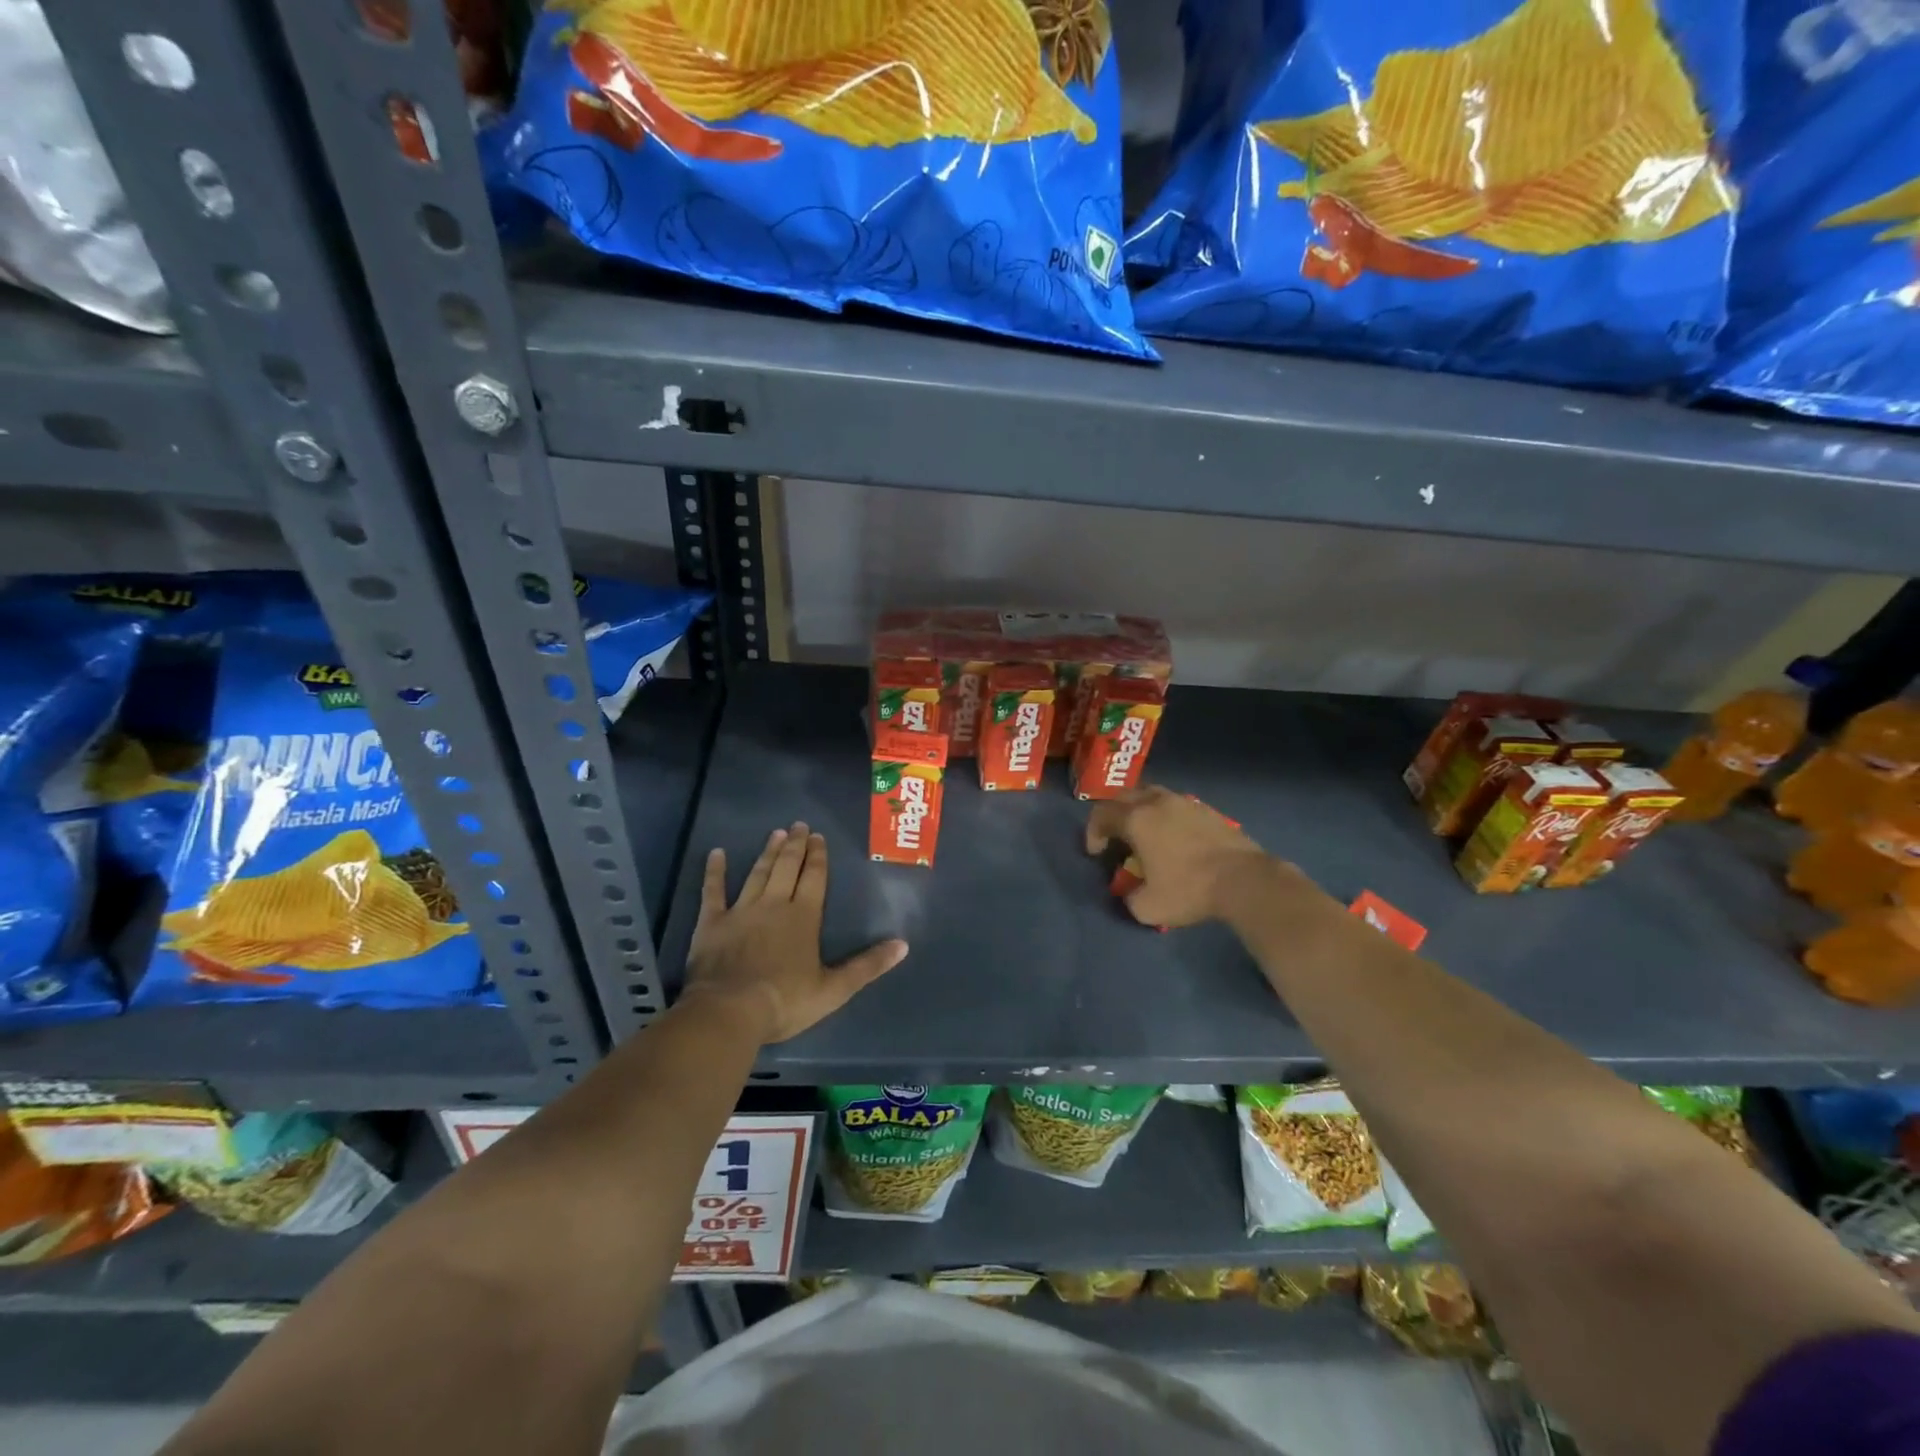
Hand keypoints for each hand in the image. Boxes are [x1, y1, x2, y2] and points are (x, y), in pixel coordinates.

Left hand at [682, 822, 907, 1043]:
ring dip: (767, 852)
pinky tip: (716, 853)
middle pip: (787, 867)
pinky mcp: (712, 923)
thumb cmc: (785, 1001)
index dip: (818, 857)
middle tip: (799, 825)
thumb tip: (903, 945)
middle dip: (795, 845)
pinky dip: (715, 872)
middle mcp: (774, 905)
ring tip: (775, 833)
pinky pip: (713, 891)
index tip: (819, 837)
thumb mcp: (835, 989)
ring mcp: (741, 911)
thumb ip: (868, 965)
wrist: (729, 1012)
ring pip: (757, 873)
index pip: (814, 878)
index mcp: (804, 917)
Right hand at [1085, 786, 1277, 927]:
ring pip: (1151, 794)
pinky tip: (1173, 836)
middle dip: (1113, 815)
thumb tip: (1130, 891)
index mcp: (1136, 819)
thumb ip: (1129, 897)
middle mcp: (1157, 802)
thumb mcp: (1147, 908)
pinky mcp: (1207, 809)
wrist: (1244, 880)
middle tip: (1115, 837)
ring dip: (1140, 809)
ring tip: (1144, 832)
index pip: (1102, 815)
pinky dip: (1165, 815)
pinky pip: (1175, 804)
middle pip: (1124, 797)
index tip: (1097, 853)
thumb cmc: (1189, 890)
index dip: (1093, 833)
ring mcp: (1184, 802)